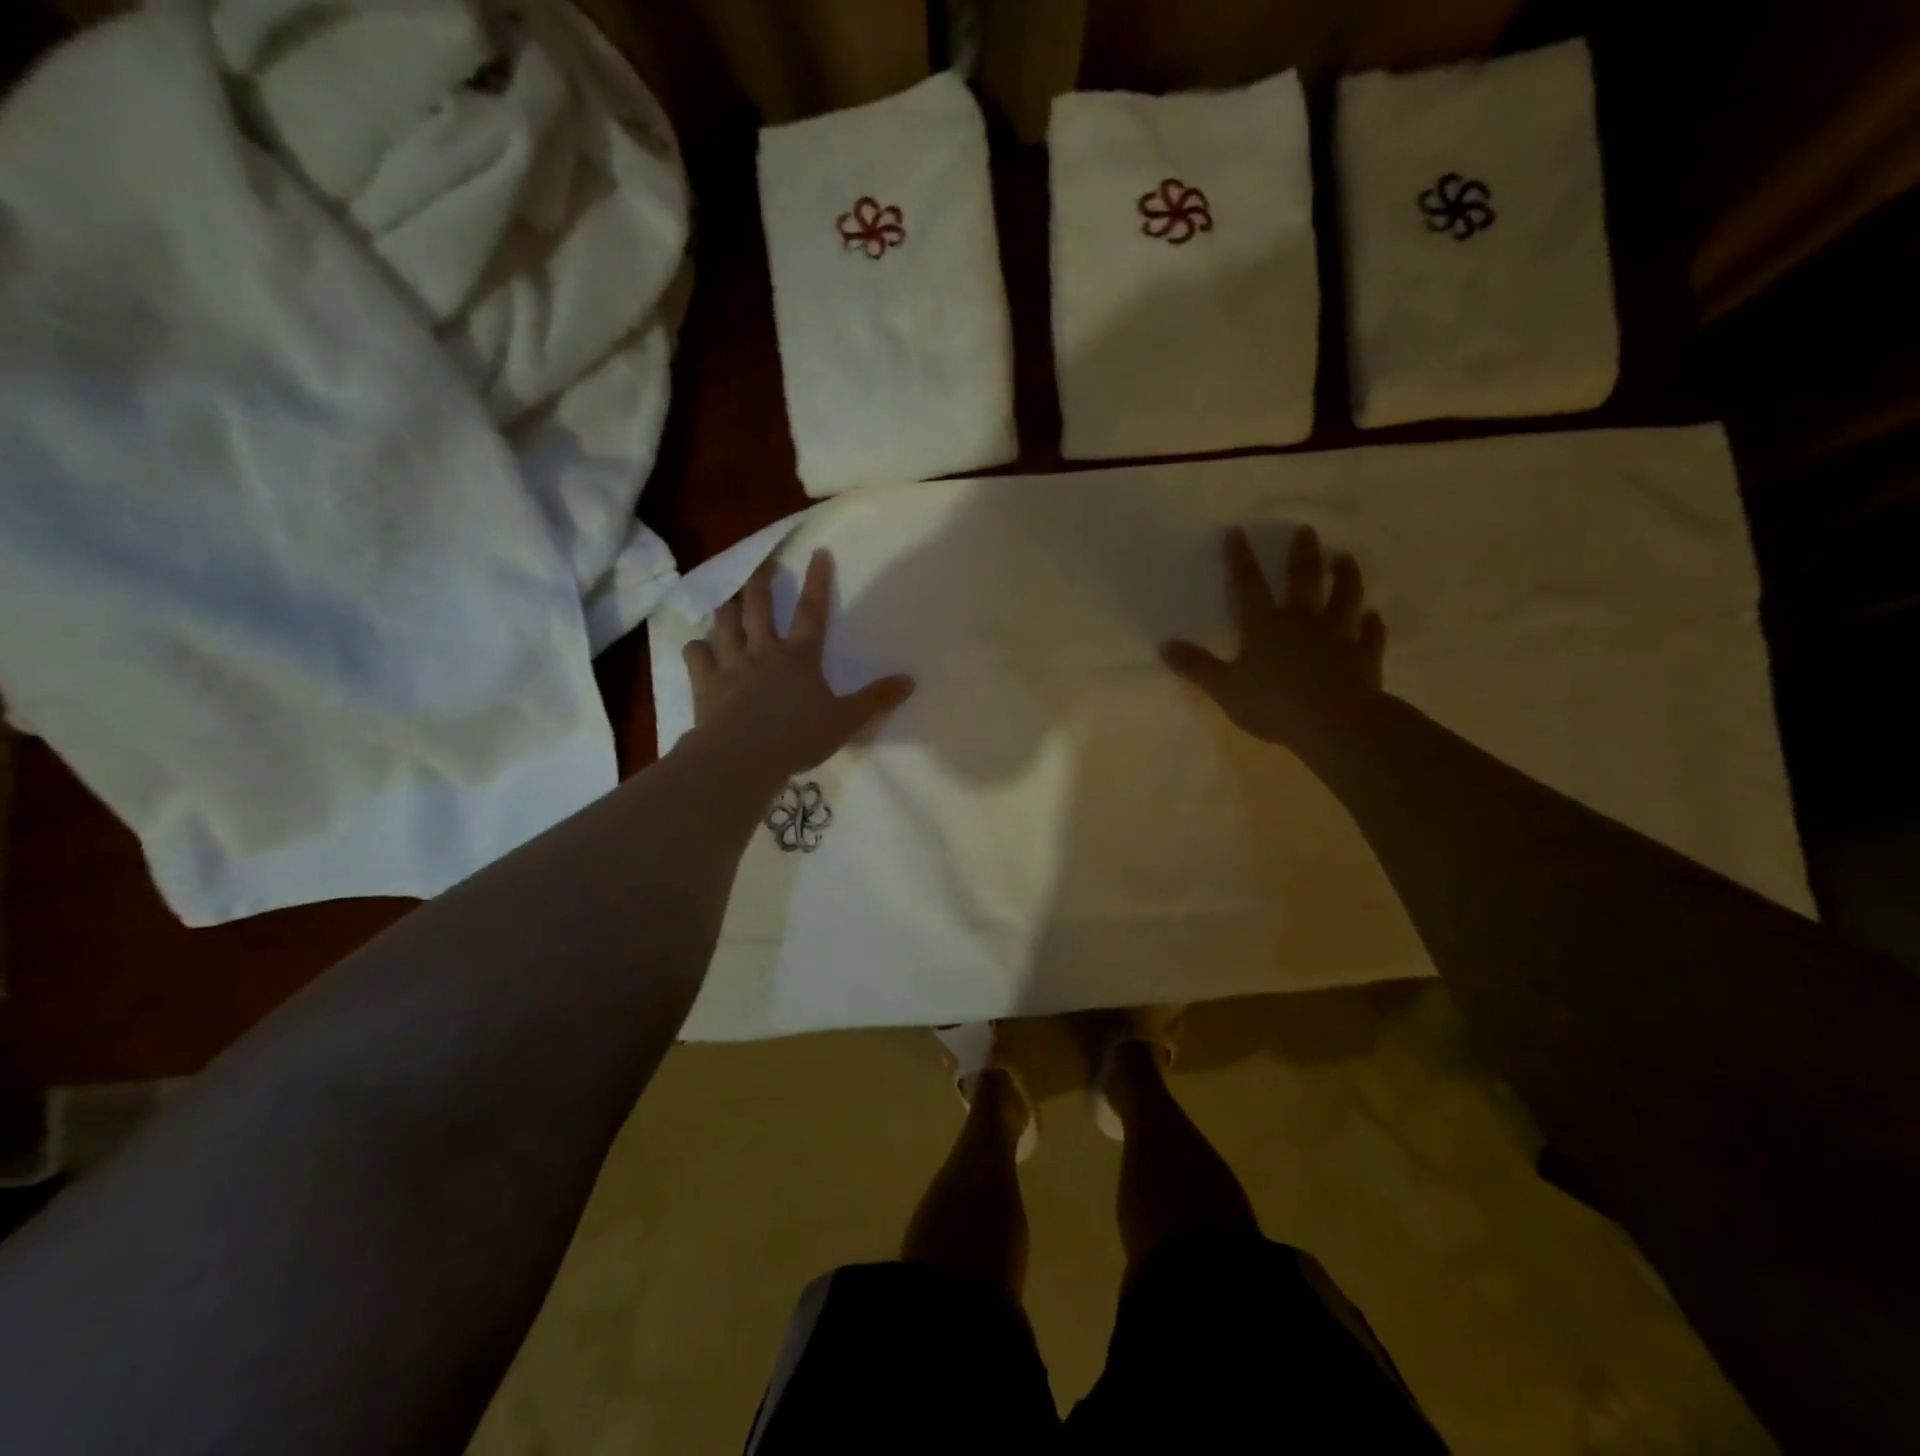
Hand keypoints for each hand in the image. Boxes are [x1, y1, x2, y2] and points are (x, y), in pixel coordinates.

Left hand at [683, 549, 914, 779]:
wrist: (743, 757)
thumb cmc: (798, 738)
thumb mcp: (846, 721)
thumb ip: (876, 700)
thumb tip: (910, 681)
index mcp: (800, 657)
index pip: (812, 611)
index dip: (817, 581)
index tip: (818, 553)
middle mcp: (763, 651)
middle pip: (759, 605)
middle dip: (762, 580)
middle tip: (764, 562)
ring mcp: (731, 664)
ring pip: (725, 623)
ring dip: (727, 606)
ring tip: (729, 597)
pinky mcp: (706, 682)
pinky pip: (696, 654)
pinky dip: (697, 647)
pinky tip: (699, 647)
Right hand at [1161, 526, 1384, 748]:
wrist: (1334, 723)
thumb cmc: (1273, 705)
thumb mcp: (1225, 688)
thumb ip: (1197, 666)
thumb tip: (1165, 645)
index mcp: (1264, 627)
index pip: (1248, 586)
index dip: (1241, 560)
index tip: (1238, 532)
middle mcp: (1302, 623)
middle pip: (1303, 581)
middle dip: (1303, 555)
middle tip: (1307, 531)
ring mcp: (1337, 637)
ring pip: (1343, 599)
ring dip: (1345, 578)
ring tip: (1345, 558)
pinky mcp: (1363, 657)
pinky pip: (1369, 637)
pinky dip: (1372, 626)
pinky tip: (1374, 617)